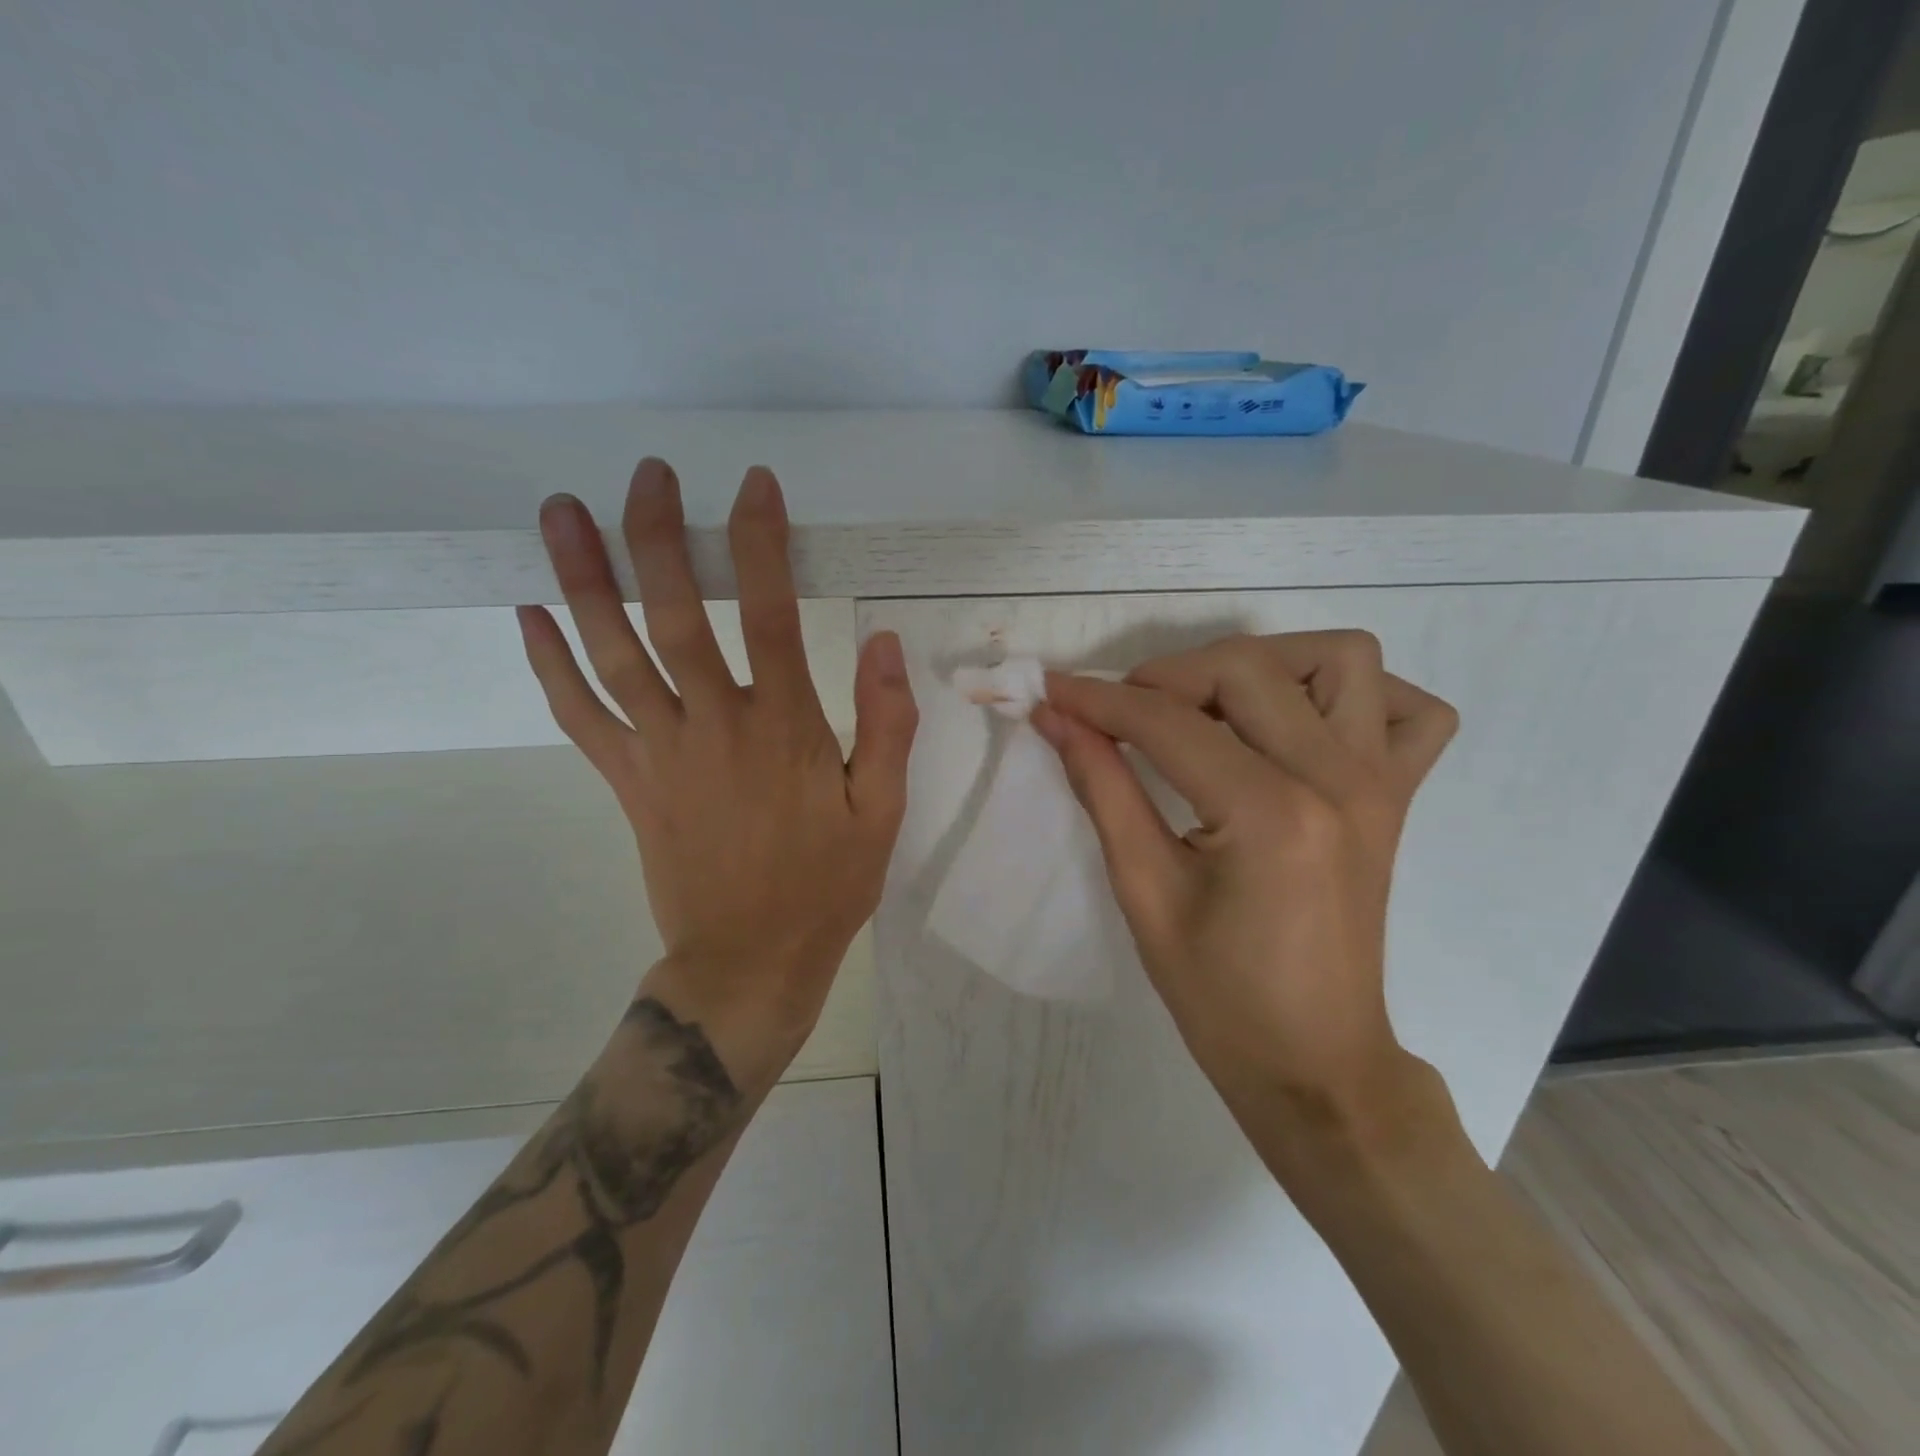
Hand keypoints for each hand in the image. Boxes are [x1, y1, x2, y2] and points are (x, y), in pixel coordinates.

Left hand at [518, 458, 917, 1079]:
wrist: (748, 961)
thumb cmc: (825, 885)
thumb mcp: (882, 810)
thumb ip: (886, 725)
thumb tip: (885, 643)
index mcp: (784, 728)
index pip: (771, 613)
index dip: (761, 542)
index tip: (753, 485)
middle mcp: (713, 724)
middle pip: (675, 615)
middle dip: (659, 536)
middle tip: (647, 474)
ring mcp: (659, 752)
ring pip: (611, 653)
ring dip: (584, 579)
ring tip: (559, 511)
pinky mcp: (627, 781)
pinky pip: (578, 714)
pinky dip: (550, 664)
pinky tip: (528, 615)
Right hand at [1034, 632, 1456, 1142]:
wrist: (1315, 1062)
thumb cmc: (1218, 996)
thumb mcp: (1143, 892)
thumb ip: (1102, 788)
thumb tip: (1056, 719)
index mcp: (1270, 814)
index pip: (1168, 722)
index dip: (1098, 700)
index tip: (1051, 690)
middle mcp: (1338, 779)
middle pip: (1245, 669)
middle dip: (1166, 676)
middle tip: (1122, 717)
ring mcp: (1380, 782)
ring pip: (1339, 658)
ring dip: (1264, 666)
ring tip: (1211, 710)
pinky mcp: (1398, 796)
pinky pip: (1407, 709)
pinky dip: (1352, 696)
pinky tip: (1299, 725)